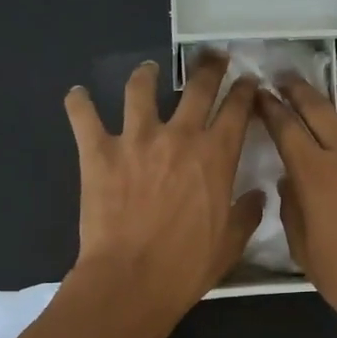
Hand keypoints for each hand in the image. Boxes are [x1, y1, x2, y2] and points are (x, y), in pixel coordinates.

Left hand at [63, 56, 263, 335]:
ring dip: (146, 74)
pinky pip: (84, 117)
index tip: (247, 81)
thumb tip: (259, 194)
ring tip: (148, 69)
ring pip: (140, 90)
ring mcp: (136, 140)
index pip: (237, 109)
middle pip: (197, 87)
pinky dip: (78, 103)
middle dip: (209, 67)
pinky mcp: (99, 152)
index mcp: (216, 155)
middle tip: (212, 57)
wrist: (131, 280)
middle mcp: (179, 136)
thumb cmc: (186, 266)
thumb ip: (247, 213)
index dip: (244, 90)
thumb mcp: (230, 244)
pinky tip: (77, 94)